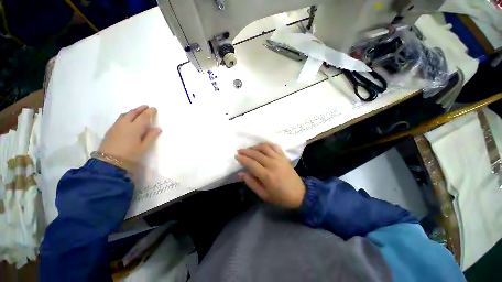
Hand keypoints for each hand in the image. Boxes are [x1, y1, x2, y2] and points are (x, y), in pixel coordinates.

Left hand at [98, 105, 161, 163]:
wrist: (108, 162)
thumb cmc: (129, 155)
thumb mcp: (143, 147)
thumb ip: (150, 137)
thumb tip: (158, 128)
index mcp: (134, 128)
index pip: (143, 117)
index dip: (149, 112)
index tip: (154, 108)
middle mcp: (124, 124)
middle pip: (132, 113)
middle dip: (140, 109)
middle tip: (146, 106)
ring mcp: (116, 126)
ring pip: (124, 115)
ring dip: (132, 111)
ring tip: (137, 111)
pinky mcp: (111, 130)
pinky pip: (120, 119)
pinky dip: (126, 115)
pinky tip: (128, 119)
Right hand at [235, 143, 305, 208]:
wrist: (299, 194)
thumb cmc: (280, 197)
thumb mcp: (263, 195)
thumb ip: (251, 183)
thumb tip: (241, 174)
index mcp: (266, 175)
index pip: (251, 163)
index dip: (242, 158)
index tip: (236, 156)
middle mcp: (272, 164)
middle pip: (256, 154)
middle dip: (246, 151)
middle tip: (239, 151)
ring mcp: (279, 159)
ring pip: (265, 147)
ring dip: (255, 146)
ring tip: (249, 149)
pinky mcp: (284, 157)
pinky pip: (274, 146)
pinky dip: (267, 144)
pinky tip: (262, 146)